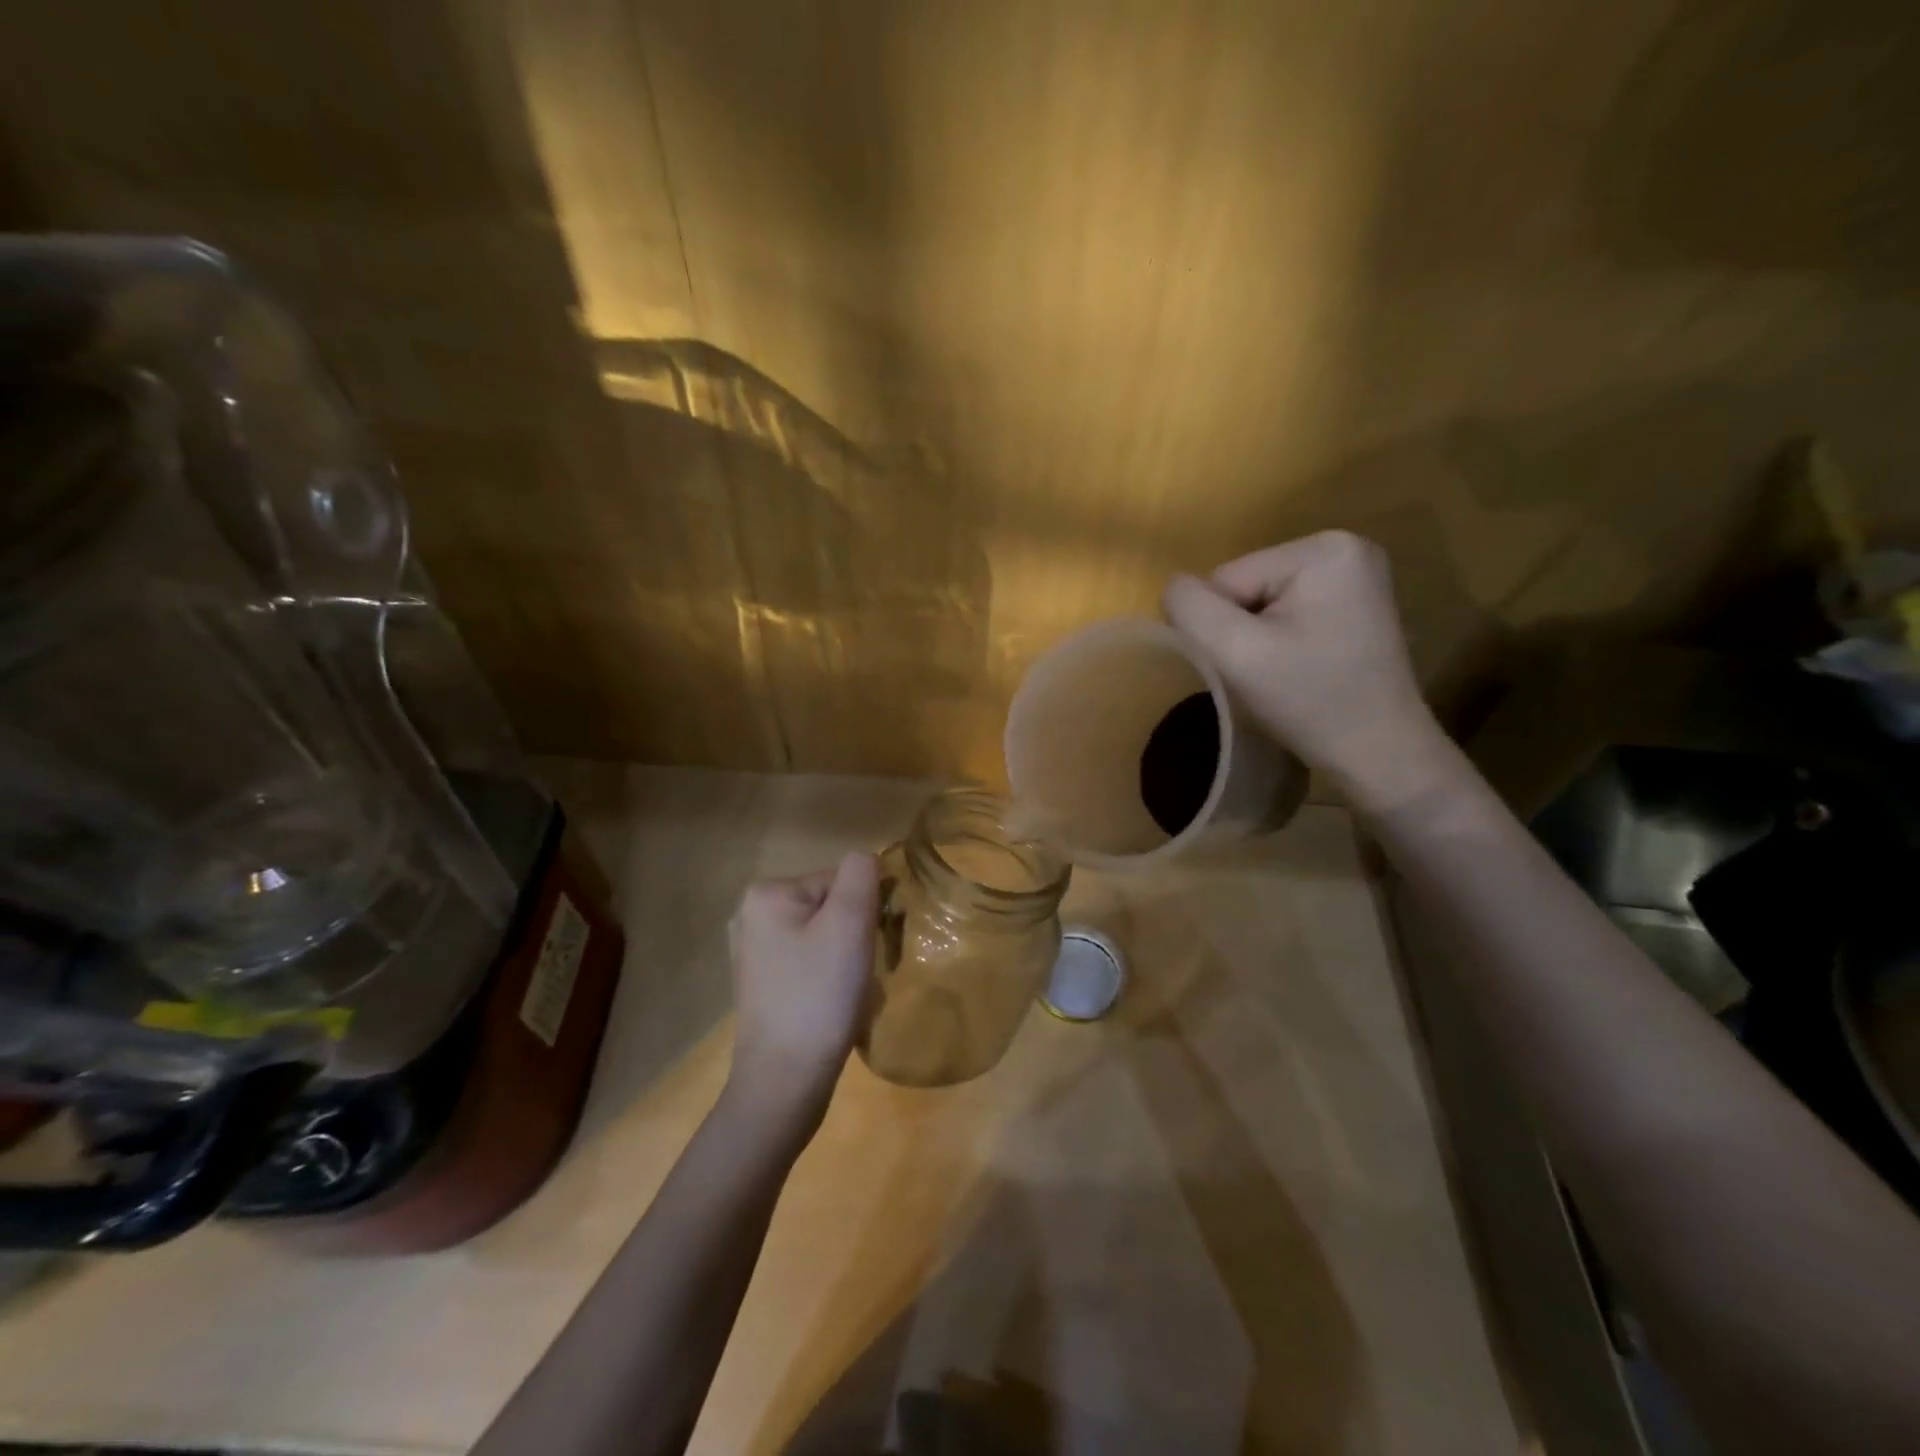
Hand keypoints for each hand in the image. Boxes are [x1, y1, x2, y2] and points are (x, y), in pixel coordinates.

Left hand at [725, 853, 879, 1121]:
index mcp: (766, 893)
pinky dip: (828, 978)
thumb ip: (862, 875)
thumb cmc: (820, 995)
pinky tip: (832, 1005)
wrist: (785, 1081)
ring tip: (848, 993)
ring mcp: (752, 952)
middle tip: (860, 973)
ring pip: (824, 936)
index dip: (864, 911)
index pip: (840, 881)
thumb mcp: (850, 923)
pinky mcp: (761, 984)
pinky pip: (810, 963)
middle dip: (854, 935)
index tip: (869, 947)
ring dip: (845, 958)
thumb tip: (866, 861)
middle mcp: (751, 915)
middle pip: (831, 907)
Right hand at [1163, 531, 1458, 810]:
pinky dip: (1281, 639)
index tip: (1251, 666)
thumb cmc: (1309, 701)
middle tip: (1267, 673)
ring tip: (1283, 672)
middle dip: (1242, 629)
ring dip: (1258, 637)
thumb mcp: (1235, 653)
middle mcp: (1344, 546)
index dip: (1221, 627)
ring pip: (1261, 600)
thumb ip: (1190, 608)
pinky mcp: (1356, 601)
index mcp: (1321, 549)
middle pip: (1245, 585)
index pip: (1226, 579)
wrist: (1379, 752)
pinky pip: (1288, 610)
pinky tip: (1301, 665)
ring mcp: (1356, 573)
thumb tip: (1174, 589)